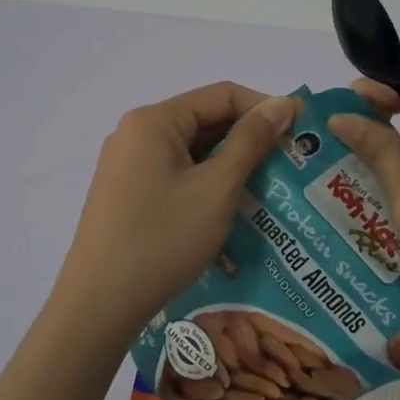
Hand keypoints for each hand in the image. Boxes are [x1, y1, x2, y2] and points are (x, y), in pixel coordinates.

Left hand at [51, 82, 296, 347]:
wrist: (99, 304)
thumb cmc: (163, 239)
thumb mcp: (216, 188)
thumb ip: (251, 141)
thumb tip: (281, 104)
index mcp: (154, 121)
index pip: (221, 95)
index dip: (264, 107)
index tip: (299, 132)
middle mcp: (135, 133)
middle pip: (204, 121)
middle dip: (247, 140)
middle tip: (288, 164)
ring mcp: (126, 164)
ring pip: (190, 151)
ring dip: (228, 165)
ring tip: (265, 189)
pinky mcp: (124, 193)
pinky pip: (174, 174)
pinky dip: (204, 184)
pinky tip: (228, 209)